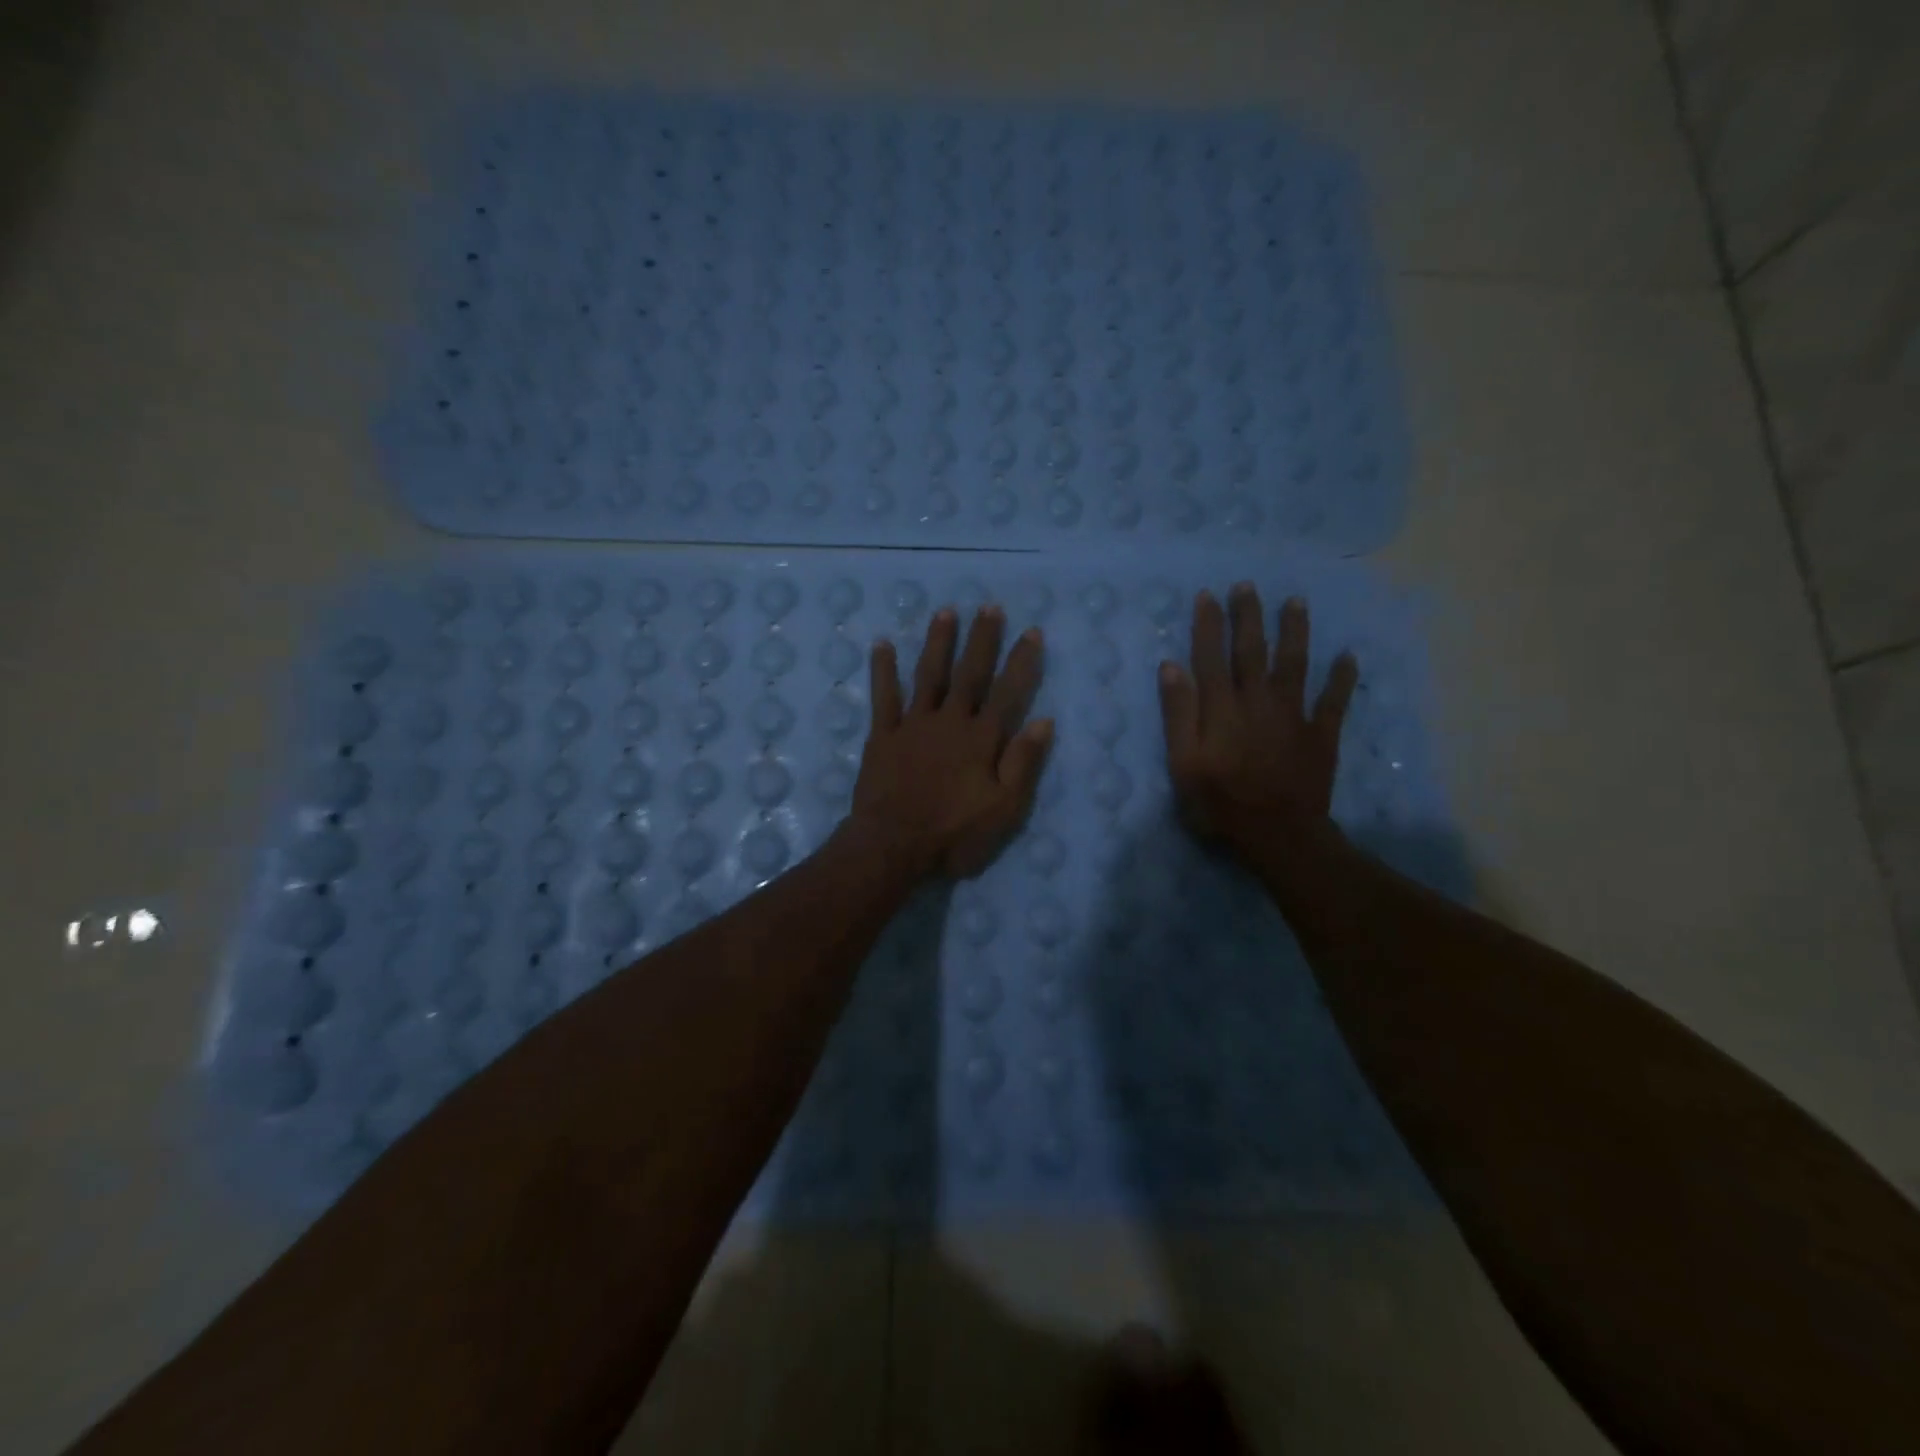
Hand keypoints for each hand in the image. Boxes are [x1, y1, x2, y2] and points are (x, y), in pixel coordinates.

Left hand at [852, 605, 1053, 878]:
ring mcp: (913, 725)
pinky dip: (883, 670)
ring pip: (929, 675)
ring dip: (938, 643)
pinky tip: (881, 644)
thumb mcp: (1003, 809)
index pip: (1007, 692)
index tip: (1031, 632)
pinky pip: (883, 696)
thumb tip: (1044, 721)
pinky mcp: (882, 735)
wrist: (892, 845)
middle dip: (982, 640)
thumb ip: (1023, 763)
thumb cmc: (954, 833)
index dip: (1021, 662)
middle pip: (969, 674)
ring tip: (946, 612)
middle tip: (990, 607)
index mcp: (981, 739)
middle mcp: (949, 721)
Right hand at [1157, 584, 1357, 860]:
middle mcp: (1258, 701)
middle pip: (1253, 651)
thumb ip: (1178, 714)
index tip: (1207, 595)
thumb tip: (1171, 666)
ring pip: (1295, 664)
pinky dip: (1342, 678)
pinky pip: (1334, 700)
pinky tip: (1349, 657)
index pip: (1211, 656)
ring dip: (1295, 631)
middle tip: (1248, 586)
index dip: (1209, 625)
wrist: (1278, 835)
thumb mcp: (1183, 763)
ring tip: (1296, 602)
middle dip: (1249, 617)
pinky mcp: (1321, 734)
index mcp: (1222, 708)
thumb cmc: (1220, 803)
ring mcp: (1293, 715)